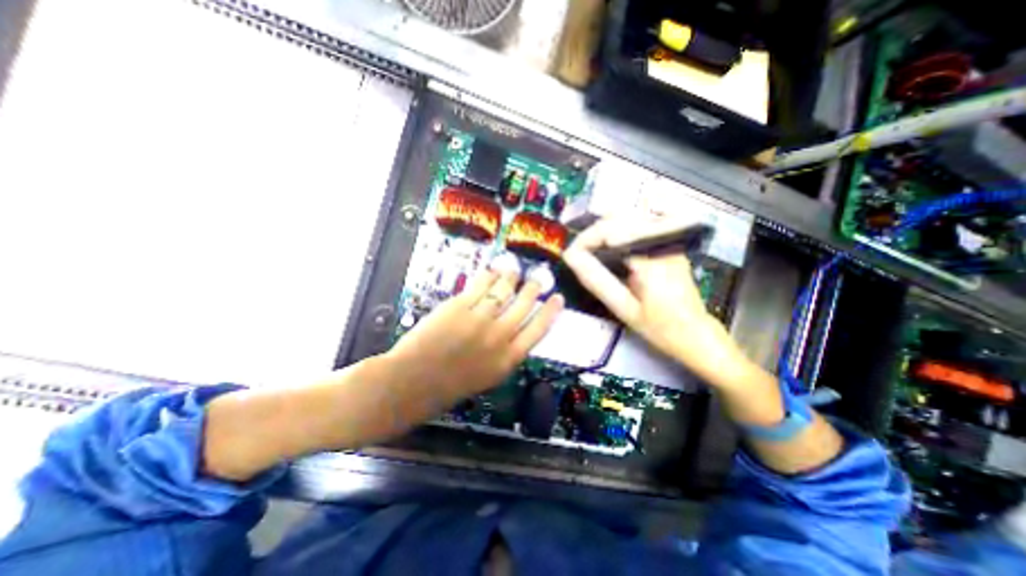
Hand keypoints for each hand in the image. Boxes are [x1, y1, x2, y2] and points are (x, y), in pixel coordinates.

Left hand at [384, 266, 565, 404]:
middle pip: (524, 304)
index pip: (539, 329)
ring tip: (513, 270)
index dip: (551, 311)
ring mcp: (479, 319)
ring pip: (504, 290)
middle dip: (533, 288)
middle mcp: (499, 337)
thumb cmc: (450, 385)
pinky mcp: (459, 307)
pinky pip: (481, 285)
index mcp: (509, 358)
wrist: (413, 383)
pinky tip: (491, 271)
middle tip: (537, 279)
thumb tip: (515, 329)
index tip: (558, 298)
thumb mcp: (488, 375)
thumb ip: (505, 352)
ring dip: (511, 277)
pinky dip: (488, 275)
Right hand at [560, 219, 749, 387]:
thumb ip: (597, 281)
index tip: (571, 254)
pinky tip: (612, 243)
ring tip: (591, 249)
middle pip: (621, 217)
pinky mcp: (671, 243)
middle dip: (594, 232)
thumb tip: (571, 258)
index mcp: (652, 260)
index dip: (586, 239)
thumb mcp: (624, 309)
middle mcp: (663, 242)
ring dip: (606, 228)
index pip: (611, 232)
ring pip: (632, 215)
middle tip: (579, 253)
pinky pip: (642, 223)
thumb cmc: (660, 327)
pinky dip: (621, 228)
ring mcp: (670, 240)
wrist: (696, 333)